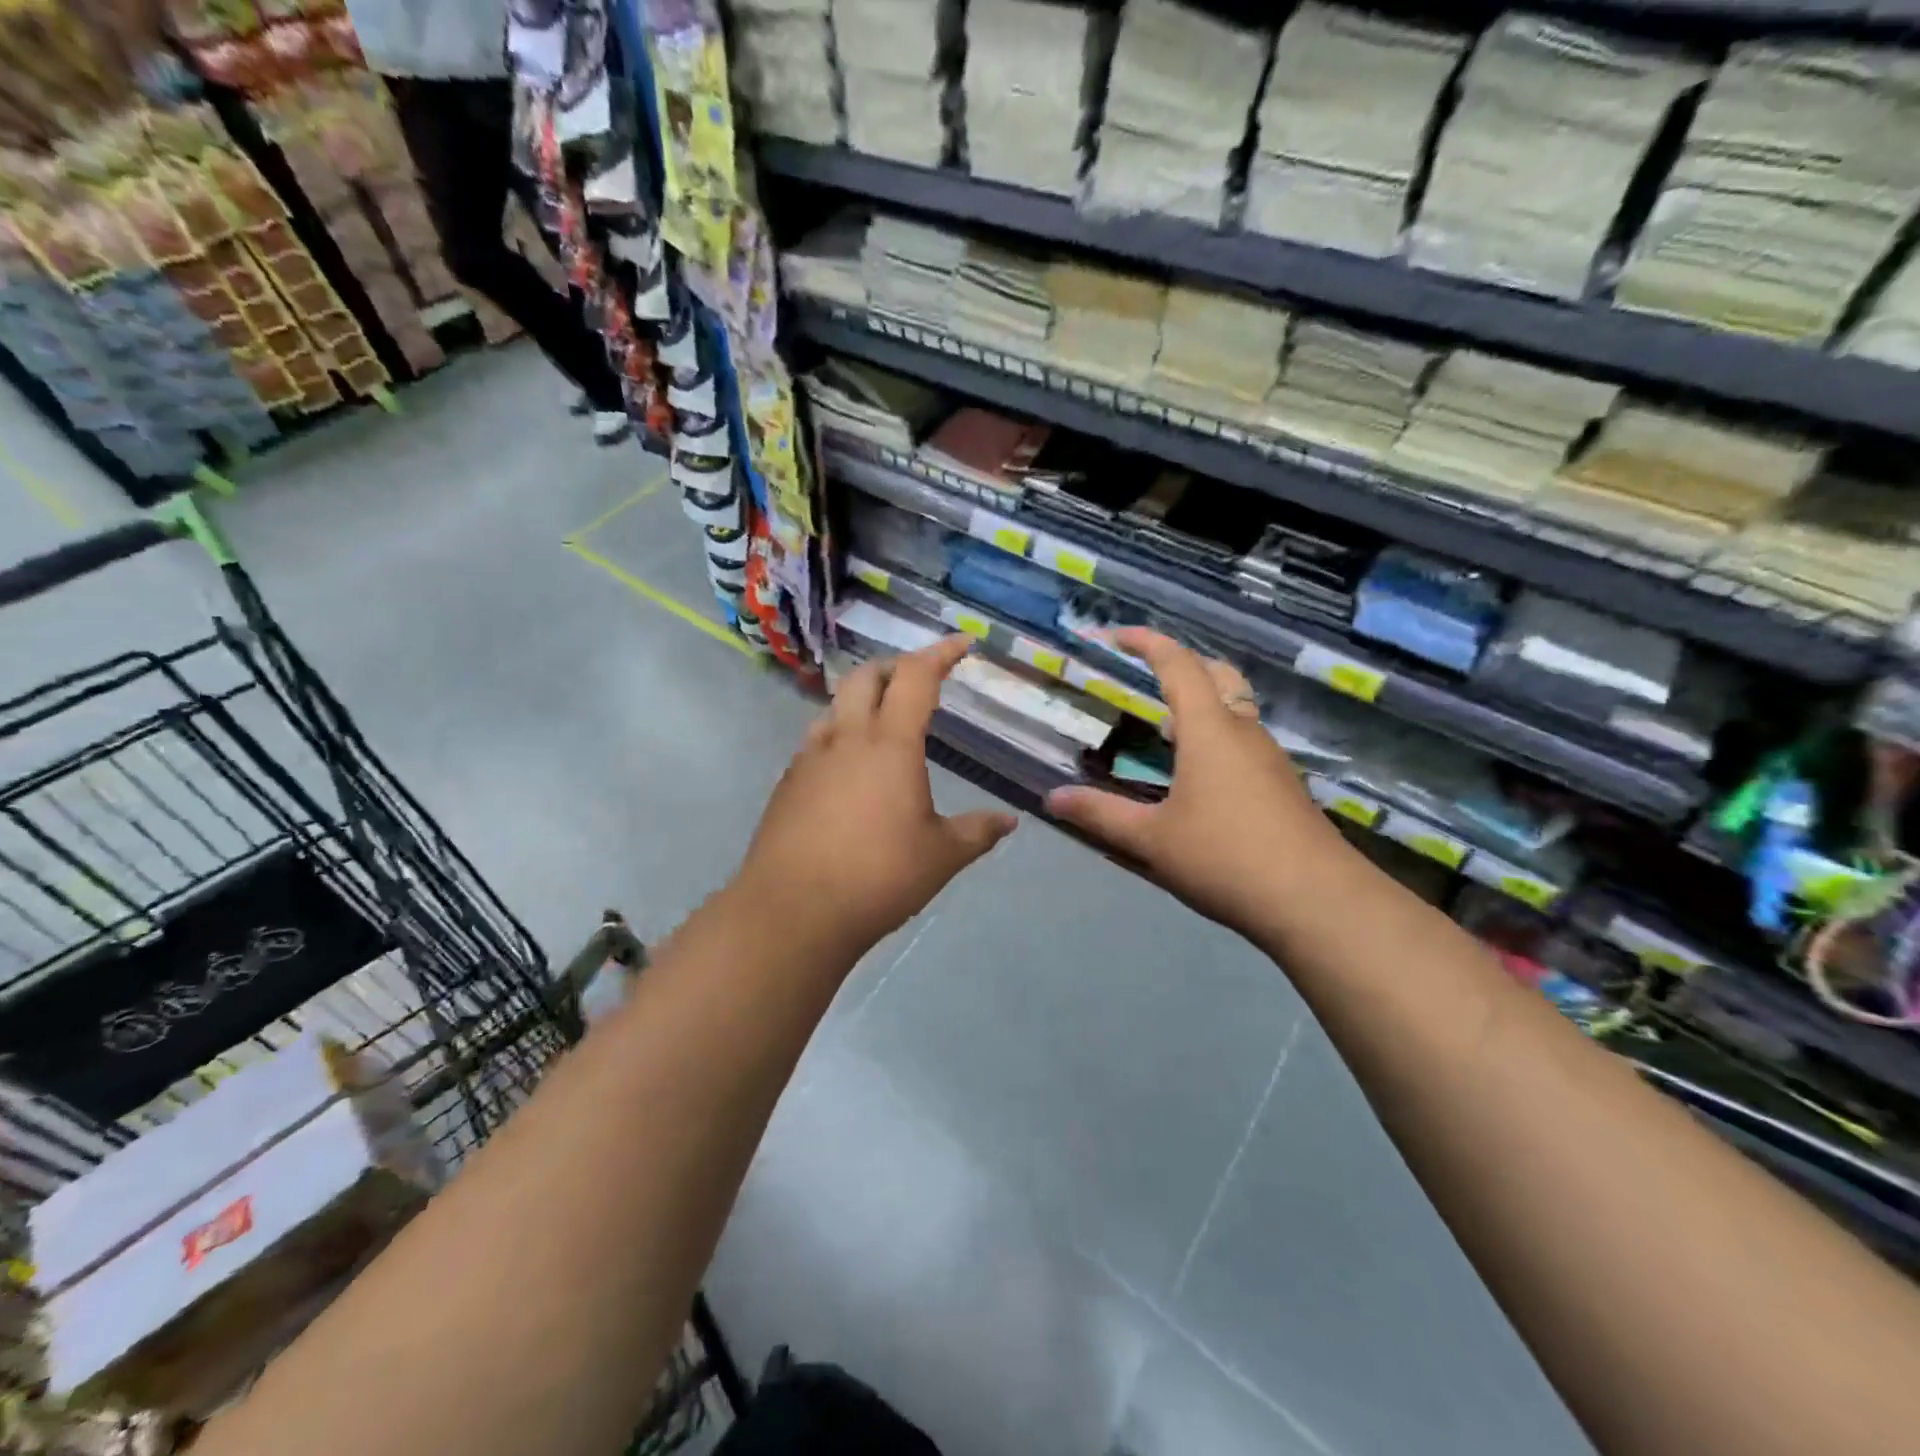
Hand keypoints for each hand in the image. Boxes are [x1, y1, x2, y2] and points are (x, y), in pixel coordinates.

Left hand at [734, 636, 1017, 961]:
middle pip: (866, 678)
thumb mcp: (941, 857)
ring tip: (883, 722)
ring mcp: (809, 759)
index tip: (962, 643)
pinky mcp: (787, 784)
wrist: (793, 911)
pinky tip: (849, 770)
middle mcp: (846, 739)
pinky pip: (817, 742)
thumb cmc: (878, 876)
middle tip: (919, 681)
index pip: (916, 677)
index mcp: (890, 744)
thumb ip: (977, 832)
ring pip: (835, 707)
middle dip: (895, 668)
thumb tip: (1008, 821)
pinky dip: (839, 736)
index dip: (941, 653)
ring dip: (862, 700)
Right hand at [1046, 629, 1349, 939]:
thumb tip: (1052, 798)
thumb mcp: (1151, 839)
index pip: (1178, 665)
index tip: (1117, 635)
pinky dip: (1218, 736)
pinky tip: (1200, 776)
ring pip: (1236, 709)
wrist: (1316, 901)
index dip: (1147, 642)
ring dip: (1202, 703)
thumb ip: (1101, 815)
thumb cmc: (1225, 858)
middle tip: (1148, 674)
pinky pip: (1246, 741)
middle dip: (1183, 663)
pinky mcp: (1284, 786)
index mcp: (1209, 730)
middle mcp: (1244, 732)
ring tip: (1165, 728)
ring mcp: (1270, 759)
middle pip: (1218, 675)